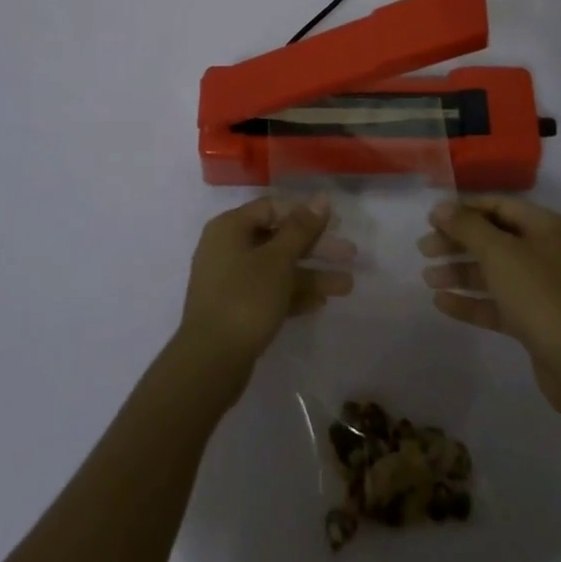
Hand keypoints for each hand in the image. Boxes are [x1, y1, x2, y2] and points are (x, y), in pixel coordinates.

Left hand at [177, 196, 354, 380]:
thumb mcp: (277, 260)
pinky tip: (321, 303)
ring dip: (311, 275)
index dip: (304, 213)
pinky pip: (270, 293)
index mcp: (230, 228)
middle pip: (278, 239)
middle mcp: (228, 249)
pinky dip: (293, 295)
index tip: (335, 222)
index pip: (271, 208)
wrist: (210, 362)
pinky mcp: (236, 310)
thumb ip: (301, 229)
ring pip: (277, 269)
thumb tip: (321, 199)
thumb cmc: (244, 299)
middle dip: (315, 247)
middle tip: (350, 254)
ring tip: (346, 286)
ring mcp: (231, 281)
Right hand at [419, 196, 560, 425]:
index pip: (498, 206)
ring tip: (427, 278)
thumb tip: (441, 207)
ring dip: (460, 272)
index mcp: (544, 227)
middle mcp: (545, 252)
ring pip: (493, 273)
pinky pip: (497, 303)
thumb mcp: (499, 252)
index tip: (432, 220)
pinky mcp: (535, 321)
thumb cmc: (539, 294)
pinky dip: (471, 301)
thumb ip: (467, 227)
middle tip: (424, 250)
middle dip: (457, 243)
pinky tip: (442, 303)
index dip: (464, 210)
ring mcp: (541, 289)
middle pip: (493, 239)